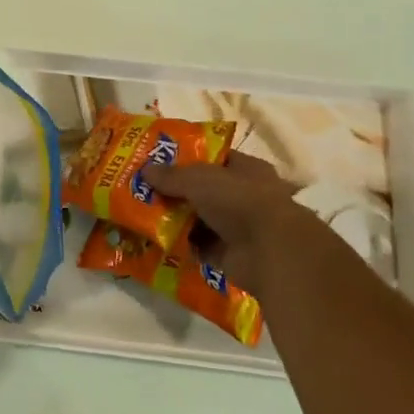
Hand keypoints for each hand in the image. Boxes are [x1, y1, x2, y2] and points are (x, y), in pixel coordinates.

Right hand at [145, 151, 353, 285]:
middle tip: (143, 190)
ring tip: (142, 216)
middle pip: (203, 190)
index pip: (214, 158)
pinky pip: (199, 247)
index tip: (158, 160)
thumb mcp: (199, 179)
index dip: (187, 158)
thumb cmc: (240, 201)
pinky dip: (181, 245)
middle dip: (175, 192)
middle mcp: (244, 196)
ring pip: (199, 219)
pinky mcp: (231, 255)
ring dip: (175, 220)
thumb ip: (171, 175)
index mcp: (246, 169)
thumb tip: (144, 169)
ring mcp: (239, 227)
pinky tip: (156, 241)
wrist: (271, 252)